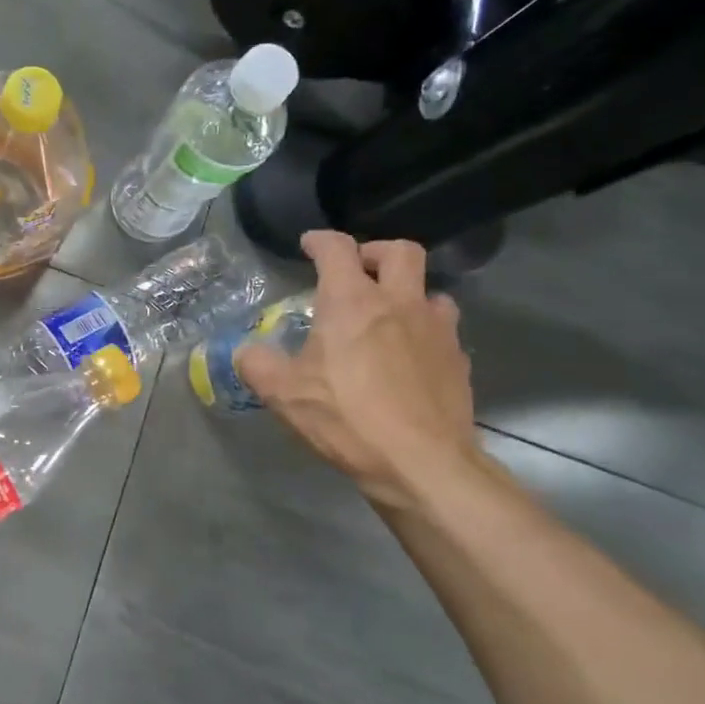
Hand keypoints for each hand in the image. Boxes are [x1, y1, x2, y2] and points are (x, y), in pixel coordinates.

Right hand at [237, 232, 478, 508]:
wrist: (421, 463)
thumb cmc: (346, 419)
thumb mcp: (282, 393)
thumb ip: (257, 364)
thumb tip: (246, 351)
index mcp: (352, 302)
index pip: (338, 249)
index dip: (320, 240)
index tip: (309, 245)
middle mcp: (399, 304)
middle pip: (400, 251)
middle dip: (375, 252)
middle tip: (356, 271)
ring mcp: (436, 330)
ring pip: (429, 290)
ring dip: (406, 293)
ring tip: (387, 317)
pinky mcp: (458, 360)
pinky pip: (443, 329)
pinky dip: (424, 330)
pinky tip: (409, 356)